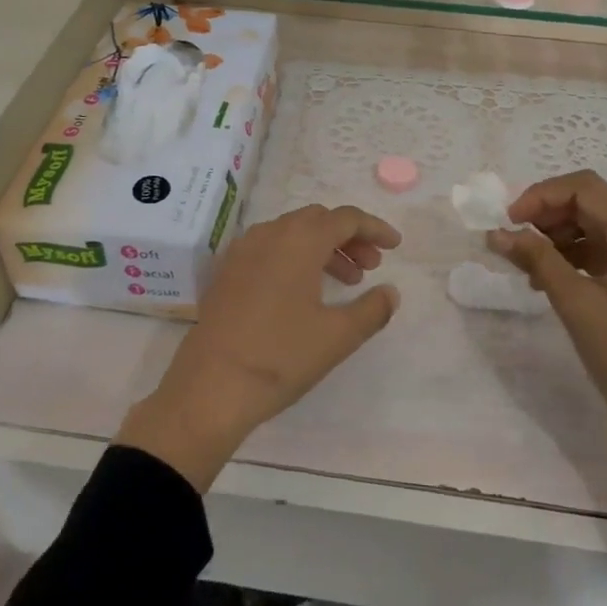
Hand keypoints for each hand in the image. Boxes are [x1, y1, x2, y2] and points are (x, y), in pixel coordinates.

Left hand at [116, 205, 401, 489]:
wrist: (211, 387)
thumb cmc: (281, 356)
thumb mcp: (337, 336)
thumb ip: (372, 309)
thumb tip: (390, 293)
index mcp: (299, 240)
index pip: (345, 218)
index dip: (374, 228)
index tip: (395, 246)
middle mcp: (269, 234)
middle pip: (317, 220)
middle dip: (349, 238)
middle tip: (370, 267)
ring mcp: (242, 251)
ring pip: (292, 234)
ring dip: (323, 248)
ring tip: (346, 281)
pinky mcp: (227, 272)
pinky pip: (269, 249)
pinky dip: (295, 257)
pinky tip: (304, 291)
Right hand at [489, 170, 606, 527]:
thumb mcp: (576, 304)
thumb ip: (536, 259)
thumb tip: (496, 233)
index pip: (586, 189)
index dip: (540, 195)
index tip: (507, 221)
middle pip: (592, 203)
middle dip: (546, 215)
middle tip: (511, 240)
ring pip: (596, 225)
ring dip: (557, 236)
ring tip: (525, 264)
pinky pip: (606, 249)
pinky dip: (575, 255)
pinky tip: (548, 277)